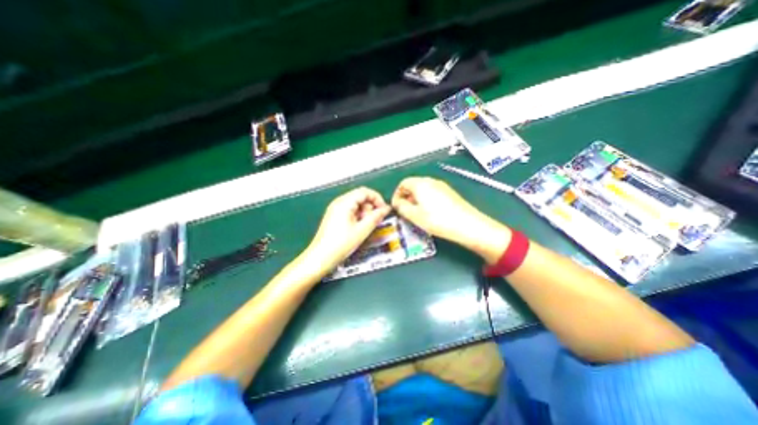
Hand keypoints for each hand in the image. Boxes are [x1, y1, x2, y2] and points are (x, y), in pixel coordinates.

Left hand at [305, 187, 392, 272]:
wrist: (320, 258)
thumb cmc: (341, 244)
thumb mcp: (362, 230)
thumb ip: (375, 217)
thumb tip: (386, 209)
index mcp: (344, 202)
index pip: (364, 192)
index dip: (377, 198)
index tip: (383, 210)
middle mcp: (339, 202)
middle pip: (360, 197)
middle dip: (370, 207)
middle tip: (373, 221)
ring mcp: (335, 209)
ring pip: (355, 204)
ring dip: (364, 213)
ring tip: (365, 227)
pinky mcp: (334, 216)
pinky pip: (350, 211)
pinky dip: (357, 217)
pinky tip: (358, 228)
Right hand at [391, 175, 508, 261]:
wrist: (467, 224)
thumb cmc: (437, 220)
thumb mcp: (414, 215)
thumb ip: (401, 207)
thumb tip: (397, 203)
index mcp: (420, 184)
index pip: (403, 183)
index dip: (396, 195)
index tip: (396, 207)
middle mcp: (431, 181)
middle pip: (413, 185)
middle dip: (406, 197)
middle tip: (405, 211)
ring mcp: (442, 186)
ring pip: (423, 189)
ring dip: (416, 199)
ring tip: (416, 214)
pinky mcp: (449, 193)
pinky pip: (432, 193)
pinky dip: (426, 200)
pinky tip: (430, 213)